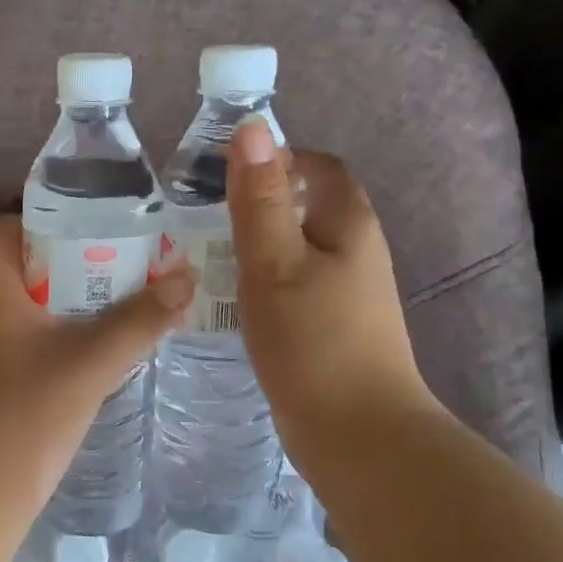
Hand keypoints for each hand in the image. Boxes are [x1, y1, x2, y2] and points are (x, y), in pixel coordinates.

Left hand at [0, 216, 193, 513]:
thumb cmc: (28, 411)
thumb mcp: (93, 359)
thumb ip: (142, 318)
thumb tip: (187, 278)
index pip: (15, 222)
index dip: (58, 221)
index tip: (104, 231)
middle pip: (23, 259)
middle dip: (73, 260)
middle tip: (124, 265)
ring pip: (21, 297)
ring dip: (64, 296)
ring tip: (117, 300)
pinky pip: (16, 328)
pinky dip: (50, 326)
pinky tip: (89, 343)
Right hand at [226, 120, 441, 480]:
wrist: (357, 434)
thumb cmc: (312, 340)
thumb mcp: (274, 262)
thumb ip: (260, 198)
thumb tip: (252, 127)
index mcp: (348, 223)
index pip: (317, 166)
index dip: (276, 158)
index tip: (224, 174)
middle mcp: (356, 250)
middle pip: (307, 205)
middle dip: (260, 202)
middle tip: (205, 215)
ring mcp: (348, 292)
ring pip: (298, 247)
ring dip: (258, 243)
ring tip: (208, 252)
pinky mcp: (333, 326)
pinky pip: (295, 283)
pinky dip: (264, 279)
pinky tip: (234, 298)